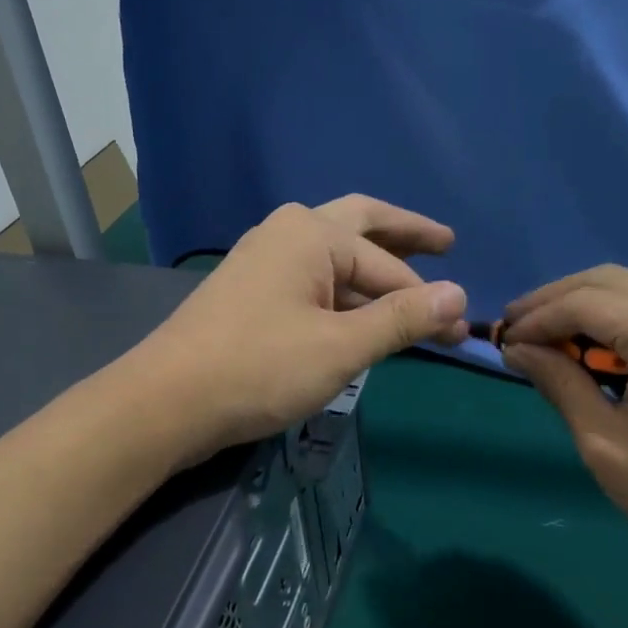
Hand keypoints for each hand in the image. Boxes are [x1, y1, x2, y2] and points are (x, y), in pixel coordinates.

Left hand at [133, 196, 468, 460]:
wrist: (167, 401)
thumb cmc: (259, 368)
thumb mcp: (341, 346)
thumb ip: (401, 318)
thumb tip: (459, 295)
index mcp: (311, 233)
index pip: (388, 265)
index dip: (428, 298)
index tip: (460, 331)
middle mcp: (287, 233)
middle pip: (360, 225)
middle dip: (404, 237)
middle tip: (446, 243)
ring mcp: (263, 261)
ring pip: (333, 257)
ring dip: (372, 273)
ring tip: (410, 297)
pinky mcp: (250, 292)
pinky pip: (311, 281)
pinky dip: (342, 293)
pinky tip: (357, 315)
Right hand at [500, 267, 627, 602]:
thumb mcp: (603, 442)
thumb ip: (558, 381)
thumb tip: (516, 347)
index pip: (585, 302)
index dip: (536, 317)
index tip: (500, 341)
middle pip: (610, 281)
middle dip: (555, 301)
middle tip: (515, 332)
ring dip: (586, 308)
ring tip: (546, 342)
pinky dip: (621, 320)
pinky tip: (594, 350)